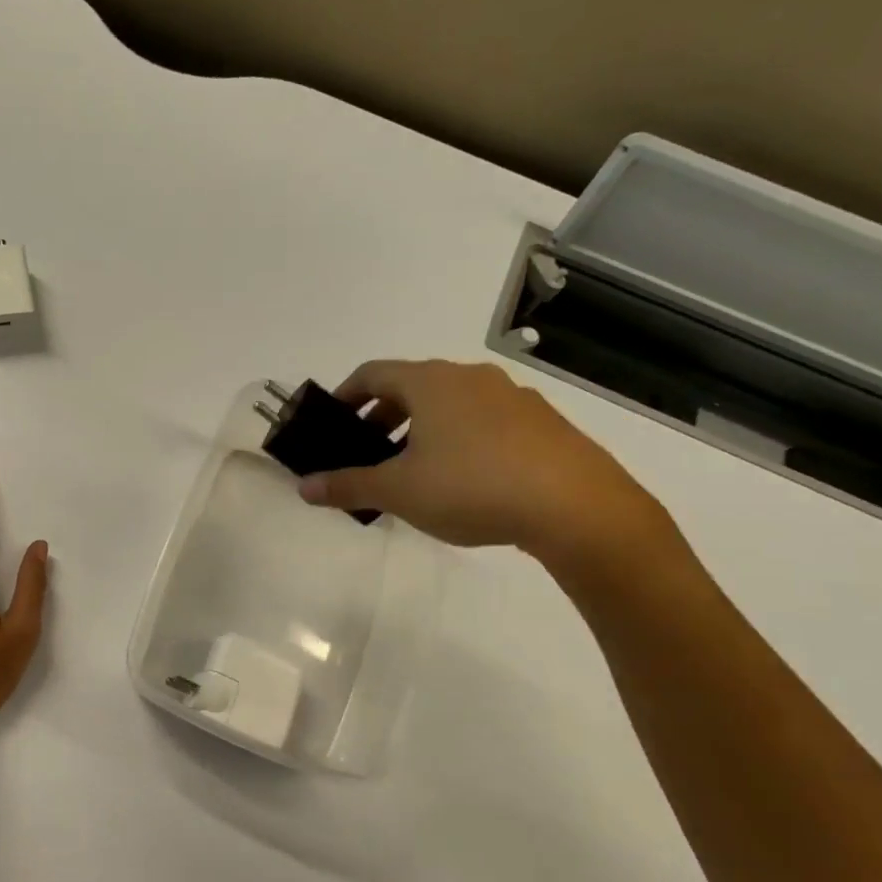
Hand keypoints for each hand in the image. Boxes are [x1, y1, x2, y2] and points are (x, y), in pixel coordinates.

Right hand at [297, 359, 666, 563]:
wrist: (578, 508)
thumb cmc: (472, 487)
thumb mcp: (399, 491)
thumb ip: (348, 486)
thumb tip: (303, 488)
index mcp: (430, 382)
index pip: (372, 373)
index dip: (345, 395)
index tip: (331, 423)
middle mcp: (470, 378)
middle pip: (410, 386)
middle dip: (381, 417)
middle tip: (367, 452)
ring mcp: (512, 398)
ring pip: (450, 404)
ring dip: (420, 428)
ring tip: (413, 470)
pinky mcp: (542, 423)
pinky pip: (484, 421)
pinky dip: (459, 438)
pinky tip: (463, 480)